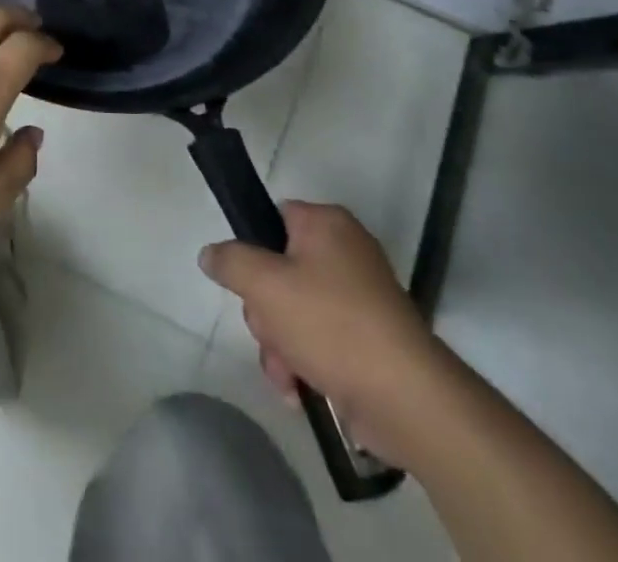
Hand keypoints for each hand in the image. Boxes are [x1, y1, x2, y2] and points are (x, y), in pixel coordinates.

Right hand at [200, 201, 444, 456]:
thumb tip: (210, 254)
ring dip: (278, 344)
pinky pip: (318, 339)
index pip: (273, 217)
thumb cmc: (331, 324)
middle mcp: (345, 251)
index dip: (252, 247)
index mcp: (326, 224)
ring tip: (286, 372)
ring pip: (293, 309)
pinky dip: (303, 362)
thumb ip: (230, 262)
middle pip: (278, 269)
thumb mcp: (264, 284)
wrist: (407, 400)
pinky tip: (300, 389)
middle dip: (264, 309)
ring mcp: (359, 297)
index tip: (245, 279)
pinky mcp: (368, 339)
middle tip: (269, 330)